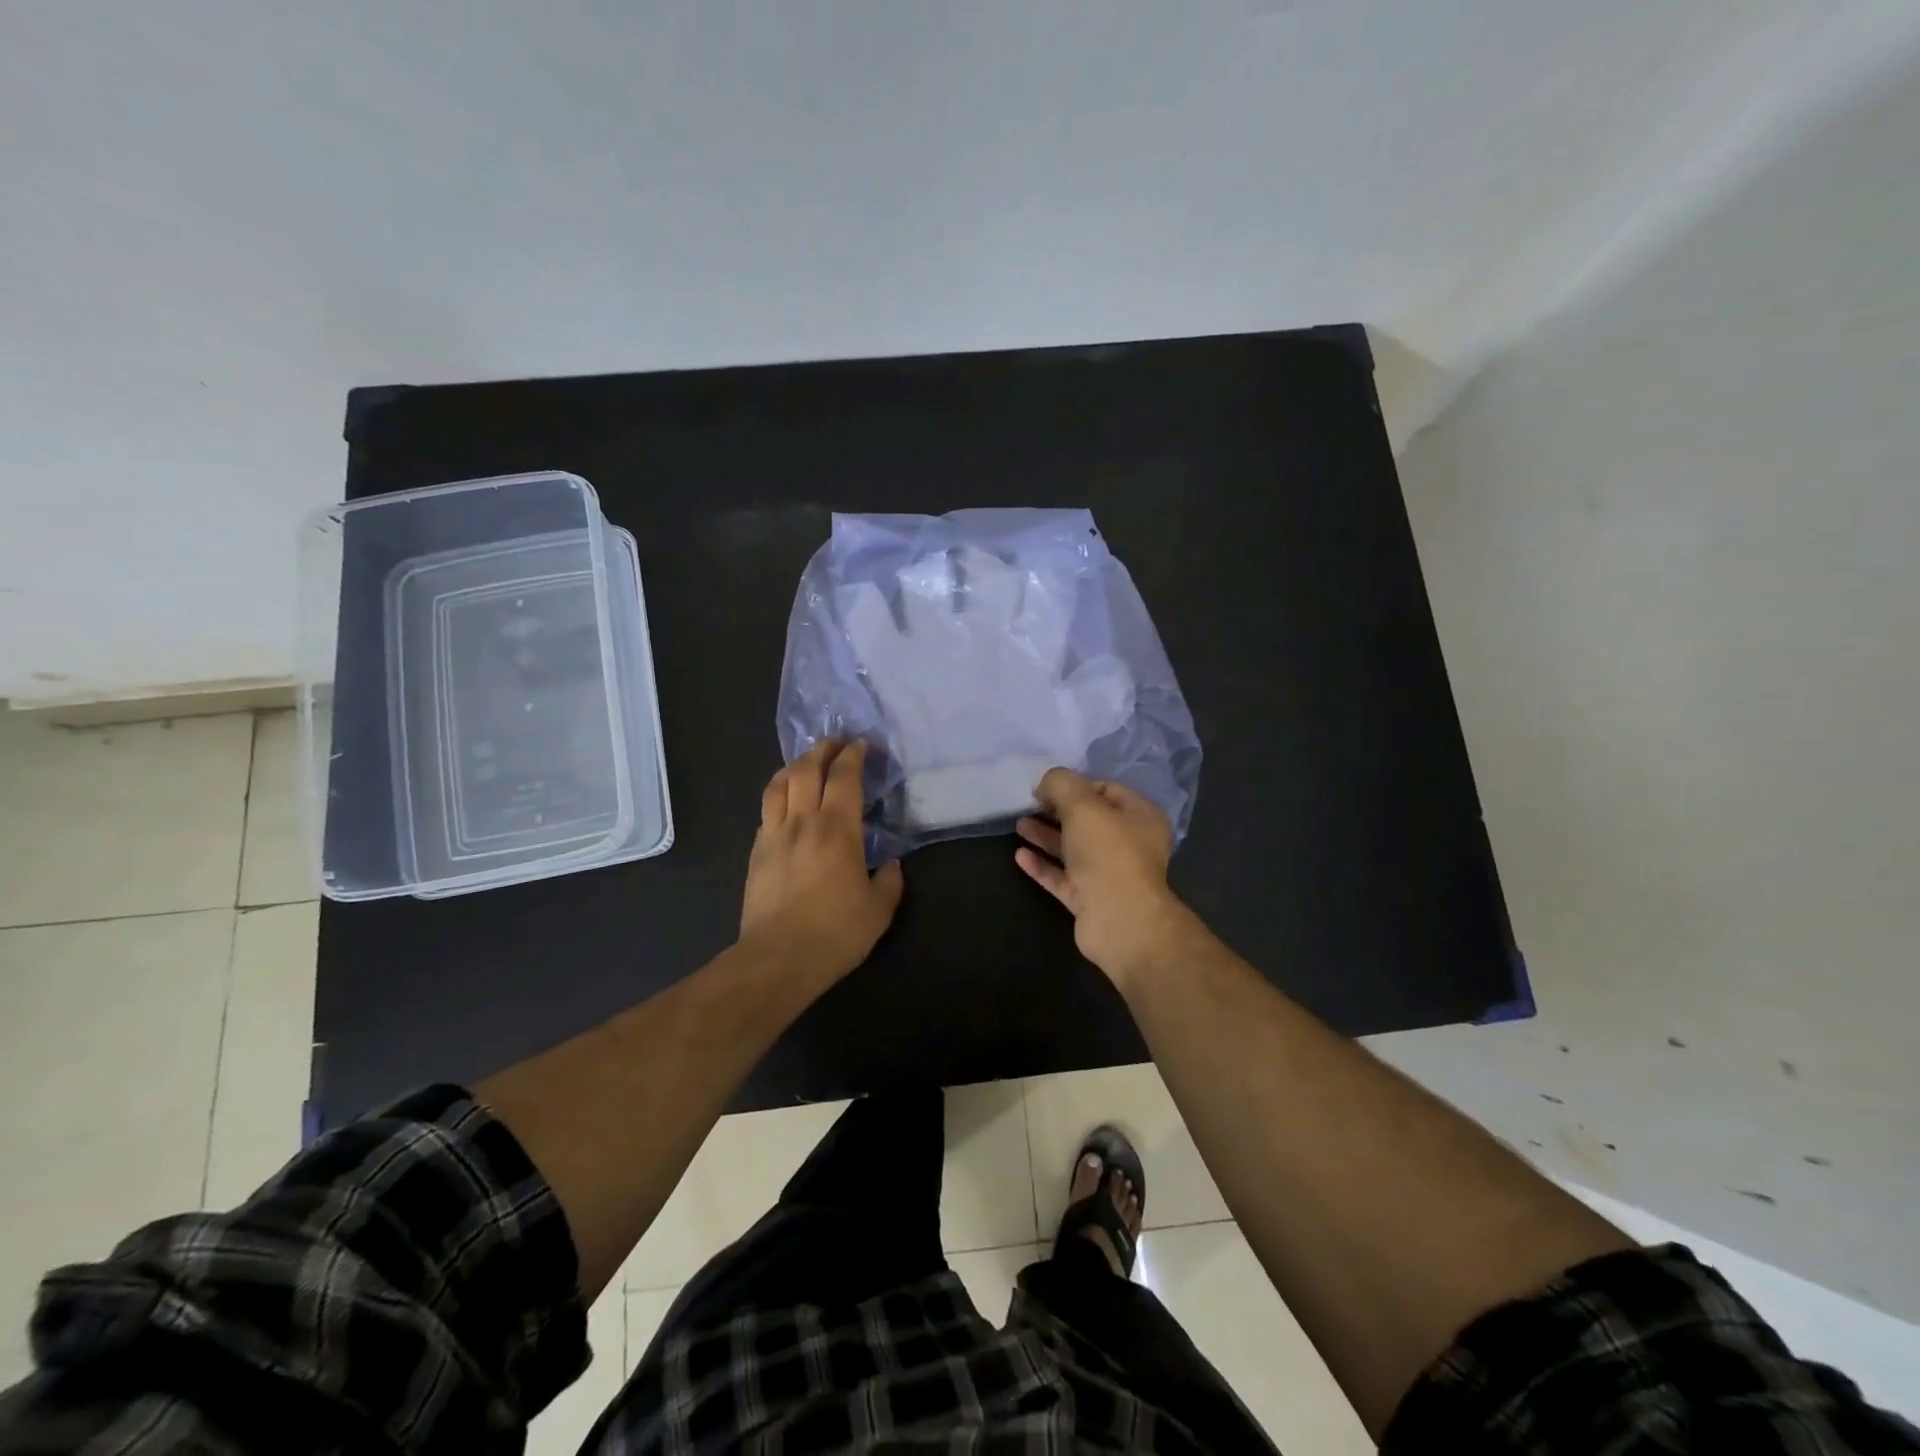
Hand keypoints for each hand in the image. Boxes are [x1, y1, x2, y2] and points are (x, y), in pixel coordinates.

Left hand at [741, 739, 903, 979]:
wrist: (777, 959)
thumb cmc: (835, 933)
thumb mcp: (878, 911)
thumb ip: (889, 882)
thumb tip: (892, 865)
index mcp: (837, 830)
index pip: (844, 777)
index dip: (853, 755)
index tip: (861, 744)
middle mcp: (803, 822)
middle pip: (806, 770)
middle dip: (822, 749)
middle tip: (835, 742)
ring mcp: (774, 835)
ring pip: (779, 785)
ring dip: (794, 766)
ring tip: (806, 762)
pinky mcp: (756, 853)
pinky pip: (766, 811)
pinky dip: (779, 795)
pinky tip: (785, 803)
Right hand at [1015, 768, 1187, 985]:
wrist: (1120, 921)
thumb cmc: (1108, 853)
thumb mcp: (1082, 806)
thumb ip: (1061, 785)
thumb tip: (1046, 784)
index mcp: (1139, 817)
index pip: (1106, 790)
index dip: (1076, 785)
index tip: (1047, 787)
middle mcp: (1128, 844)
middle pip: (1088, 820)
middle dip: (1057, 811)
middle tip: (1030, 804)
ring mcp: (1108, 874)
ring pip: (1073, 849)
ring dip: (1046, 836)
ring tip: (1019, 825)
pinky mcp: (1089, 899)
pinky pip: (1062, 876)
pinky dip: (1042, 865)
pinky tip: (1020, 856)